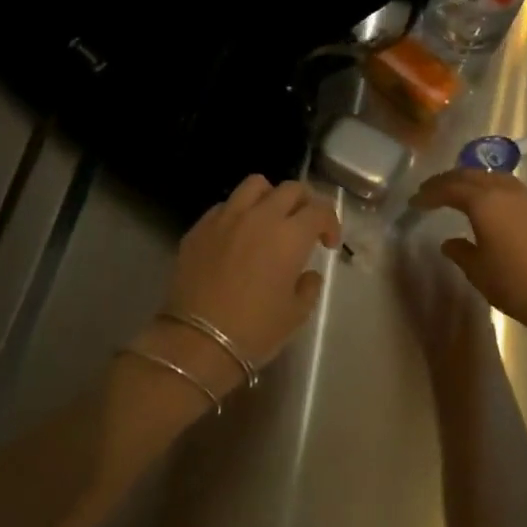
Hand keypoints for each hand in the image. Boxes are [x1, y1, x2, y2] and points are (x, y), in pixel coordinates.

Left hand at [145, 176, 340, 394]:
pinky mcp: (200, 227)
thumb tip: (306, 273)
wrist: (196, 341)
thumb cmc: (254, 330)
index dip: (330, 223)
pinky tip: (237, 235)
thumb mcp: (295, 314)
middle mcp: (260, 216)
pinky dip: (238, 212)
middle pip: (290, 189)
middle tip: (304, 226)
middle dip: (304, 203)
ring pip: (255, 185)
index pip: (319, 210)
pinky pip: (225, 205)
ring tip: (269, 219)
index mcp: (290, 235)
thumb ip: (308, 286)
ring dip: (270, 197)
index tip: (328, 244)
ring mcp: (226, 217)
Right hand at [408, 170, 526, 347]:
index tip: (414, 202)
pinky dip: (489, 187)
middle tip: (430, 190)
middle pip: (470, 174)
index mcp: (483, 202)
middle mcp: (504, 191)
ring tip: (457, 191)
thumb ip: (460, 251)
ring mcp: (526, 198)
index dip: (429, 193)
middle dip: (447, 180)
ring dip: (470, 179)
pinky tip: (488, 203)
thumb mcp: (477, 270)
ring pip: (492, 176)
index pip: (449, 188)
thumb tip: (449, 242)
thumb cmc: (514, 284)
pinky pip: (507, 186)